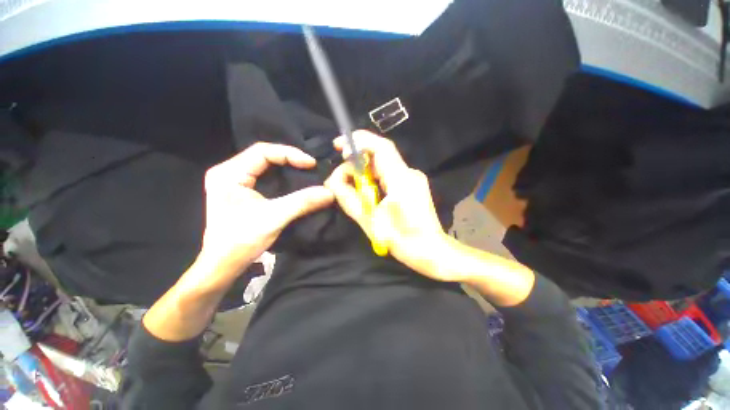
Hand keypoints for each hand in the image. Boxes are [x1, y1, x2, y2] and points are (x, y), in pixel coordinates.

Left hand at [198, 142, 333, 283]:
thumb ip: (302, 202)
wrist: (223, 265)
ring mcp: (233, 181)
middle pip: (263, 155)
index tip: (311, 164)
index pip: (262, 151)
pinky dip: (281, 176)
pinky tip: (293, 180)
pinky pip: (263, 176)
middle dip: (289, 158)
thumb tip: (329, 192)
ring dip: (286, 166)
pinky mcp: (239, 191)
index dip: (289, 154)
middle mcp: (228, 172)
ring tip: (305, 170)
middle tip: (310, 166)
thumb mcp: (274, 218)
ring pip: (264, 165)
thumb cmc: (241, 241)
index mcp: (229, 174)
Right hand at [325, 131, 454, 280]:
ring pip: (384, 164)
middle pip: (380, 154)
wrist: (430, 251)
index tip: (340, 148)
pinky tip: (368, 190)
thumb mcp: (369, 220)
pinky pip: (390, 174)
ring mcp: (413, 178)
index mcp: (401, 180)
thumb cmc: (401, 239)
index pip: (381, 147)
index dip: (359, 141)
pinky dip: (374, 177)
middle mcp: (409, 173)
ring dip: (365, 170)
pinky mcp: (412, 185)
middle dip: (358, 159)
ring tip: (353, 186)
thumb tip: (332, 181)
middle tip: (342, 174)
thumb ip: (348, 198)